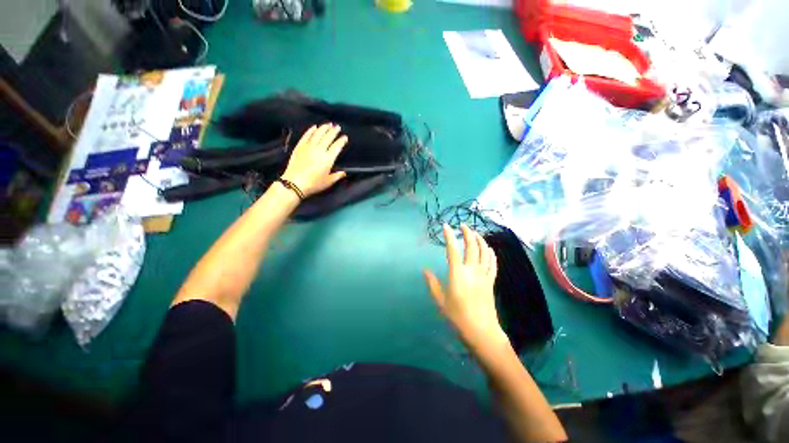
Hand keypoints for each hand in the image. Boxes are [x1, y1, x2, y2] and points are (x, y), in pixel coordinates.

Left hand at [281, 123, 347, 196]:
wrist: (295, 183)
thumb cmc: (314, 184)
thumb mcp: (328, 182)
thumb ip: (337, 176)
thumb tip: (344, 172)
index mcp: (328, 159)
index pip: (337, 146)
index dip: (341, 141)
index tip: (345, 137)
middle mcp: (319, 150)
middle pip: (328, 137)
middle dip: (334, 131)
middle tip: (337, 127)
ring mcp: (308, 147)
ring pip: (318, 134)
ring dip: (324, 128)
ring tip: (328, 124)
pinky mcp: (299, 147)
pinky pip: (306, 135)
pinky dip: (311, 130)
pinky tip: (314, 127)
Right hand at [424, 224, 508, 351]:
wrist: (482, 331)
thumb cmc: (458, 317)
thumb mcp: (441, 301)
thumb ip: (432, 283)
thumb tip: (425, 270)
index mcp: (457, 275)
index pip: (453, 250)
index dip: (449, 236)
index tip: (446, 227)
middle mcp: (472, 271)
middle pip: (472, 246)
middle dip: (468, 233)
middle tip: (463, 226)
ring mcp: (484, 275)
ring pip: (484, 251)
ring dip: (480, 239)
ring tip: (475, 233)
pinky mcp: (491, 281)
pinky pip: (492, 262)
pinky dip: (490, 252)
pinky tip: (488, 248)